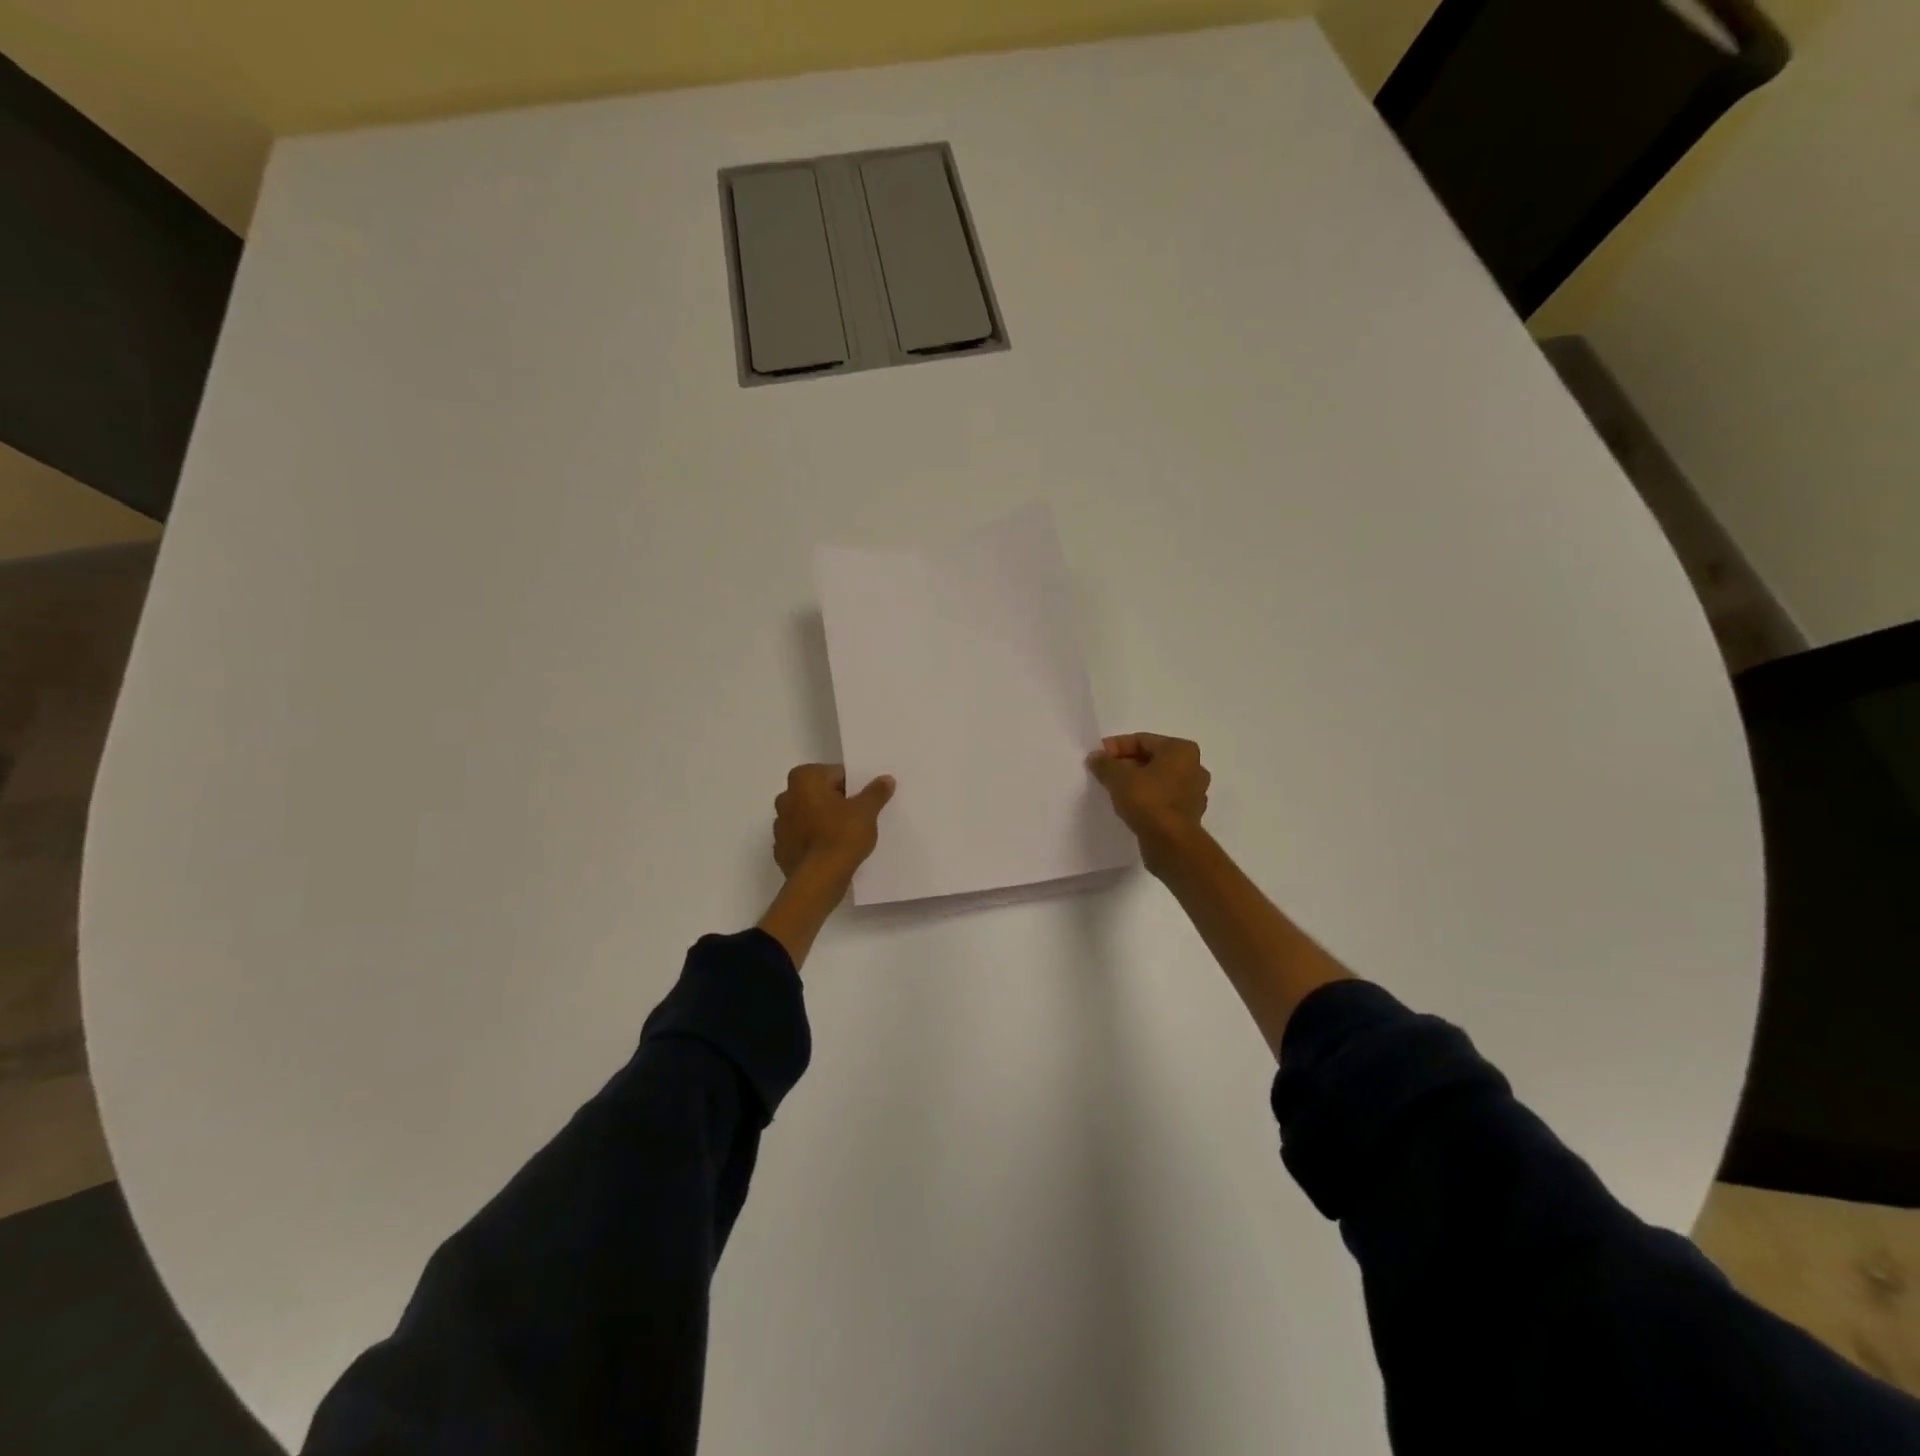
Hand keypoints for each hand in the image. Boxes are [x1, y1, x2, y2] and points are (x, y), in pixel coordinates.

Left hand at [772, 765, 895, 878]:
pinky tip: (829, 852)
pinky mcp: (780, 850)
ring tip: (843, 836)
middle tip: (856, 817)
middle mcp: (785, 797)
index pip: (834, 774)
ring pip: (807, 816)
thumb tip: (885, 779)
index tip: (862, 801)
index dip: (851, 787)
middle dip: (834, 802)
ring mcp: (779, 825)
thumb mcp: (866, 811)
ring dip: (821, 821)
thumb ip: (875, 792)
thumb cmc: (842, 835)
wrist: (819, 879)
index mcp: (803, 779)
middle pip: (817, 793)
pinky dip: (813, 842)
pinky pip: (801, 839)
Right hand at [1086, 733, 1209, 873]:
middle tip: (1103, 773)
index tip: (1097, 757)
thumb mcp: (1118, 777)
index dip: (1116, 747)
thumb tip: (1096, 757)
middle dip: (1126, 765)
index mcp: (1181, 750)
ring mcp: (1194, 792)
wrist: (1170, 844)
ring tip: (1113, 790)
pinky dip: (1147, 799)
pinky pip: (1163, 799)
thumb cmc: (1148, 801)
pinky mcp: (1189, 814)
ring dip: (1136, 782)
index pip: (1142, 740)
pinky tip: (1129, 806)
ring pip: (1158, 780)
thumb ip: (1105, 763)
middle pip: (1151, 759)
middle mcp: (1194, 767)